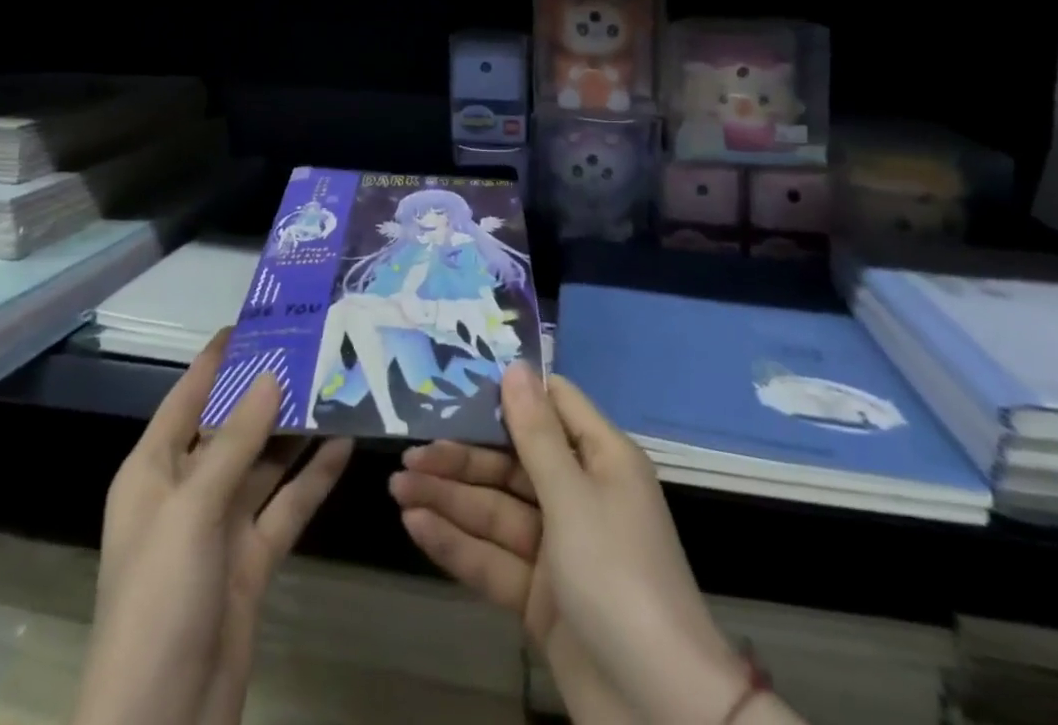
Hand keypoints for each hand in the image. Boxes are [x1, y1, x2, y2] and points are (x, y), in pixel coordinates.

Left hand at [77, 332, 353, 724]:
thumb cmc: (158, 601)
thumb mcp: (192, 510)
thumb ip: (234, 441)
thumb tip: (270, 375)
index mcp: (153, 471)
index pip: (187, 397)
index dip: (218, 358)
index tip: (257, 319)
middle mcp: (186, 490)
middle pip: (232, 426)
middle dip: (269, 389)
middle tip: (315, 346)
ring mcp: (221, 527)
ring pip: (264, 463)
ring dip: (296, 430)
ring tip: (338, 384)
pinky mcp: (251, 561)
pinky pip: (286, 506)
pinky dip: (312, 478)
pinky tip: (345, 444)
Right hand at [396, 363, 785, 724]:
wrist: (660, 713)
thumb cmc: (619, 577)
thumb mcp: (573, 497)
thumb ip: (536, 435)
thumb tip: (516, 367)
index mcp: (600, 460)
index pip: (553, 407)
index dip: (510, 394)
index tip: (459, 383)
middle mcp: (579, 495)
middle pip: (512, 463)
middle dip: (462, 459)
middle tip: (408, 455)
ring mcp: (558, 549)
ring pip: (496, 511)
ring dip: (449, 500)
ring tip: (397, 487)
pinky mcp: (540, 597)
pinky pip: (494, 559)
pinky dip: (457, 544)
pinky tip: (415, 526)